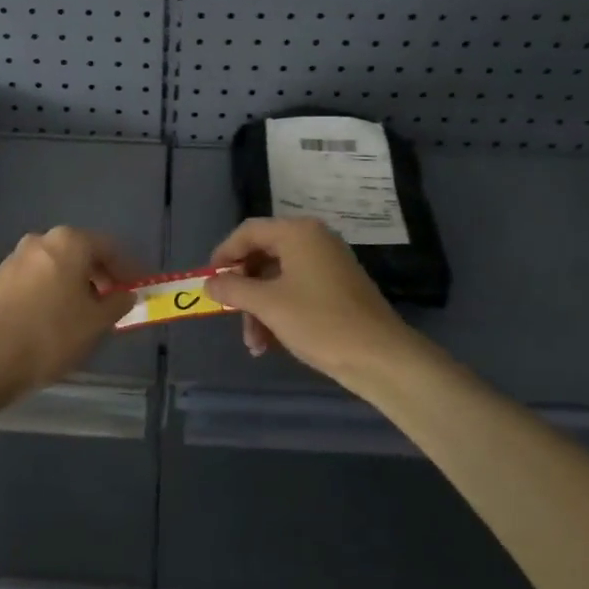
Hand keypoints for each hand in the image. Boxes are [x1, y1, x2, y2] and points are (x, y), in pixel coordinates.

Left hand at [0, 227, 139, 401]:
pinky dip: (52, 292)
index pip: (109, 247)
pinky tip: (55, 319)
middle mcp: (40, 240)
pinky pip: (36, 279)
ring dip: (75, 284)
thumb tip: (126, 294)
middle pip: (81, 253)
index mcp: (68, 242)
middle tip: (113, 303)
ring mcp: (15, 258)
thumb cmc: (50, 335)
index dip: (128, 269)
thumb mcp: (95, 323)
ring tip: (85, 315)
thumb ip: (117, 303)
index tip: (138, 289)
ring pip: (57, 266)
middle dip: (100, 276)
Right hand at [209, 217, 417, 390]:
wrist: (380, 357)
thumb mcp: (268, 305)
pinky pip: (296, 292)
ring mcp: (327, 265)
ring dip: (259, 309)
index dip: (224, 255)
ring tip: (254, 344)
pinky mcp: (336, 289)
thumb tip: (209, 283)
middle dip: (243, 290)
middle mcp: (314, 241)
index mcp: (298, 233)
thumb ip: (233, 289)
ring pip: (277, 279)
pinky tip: (270, 344)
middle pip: (262, 255)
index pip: (248, 232)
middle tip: (229, 315)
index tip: (209, 281)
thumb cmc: (319, 322)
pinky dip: (279, 313)